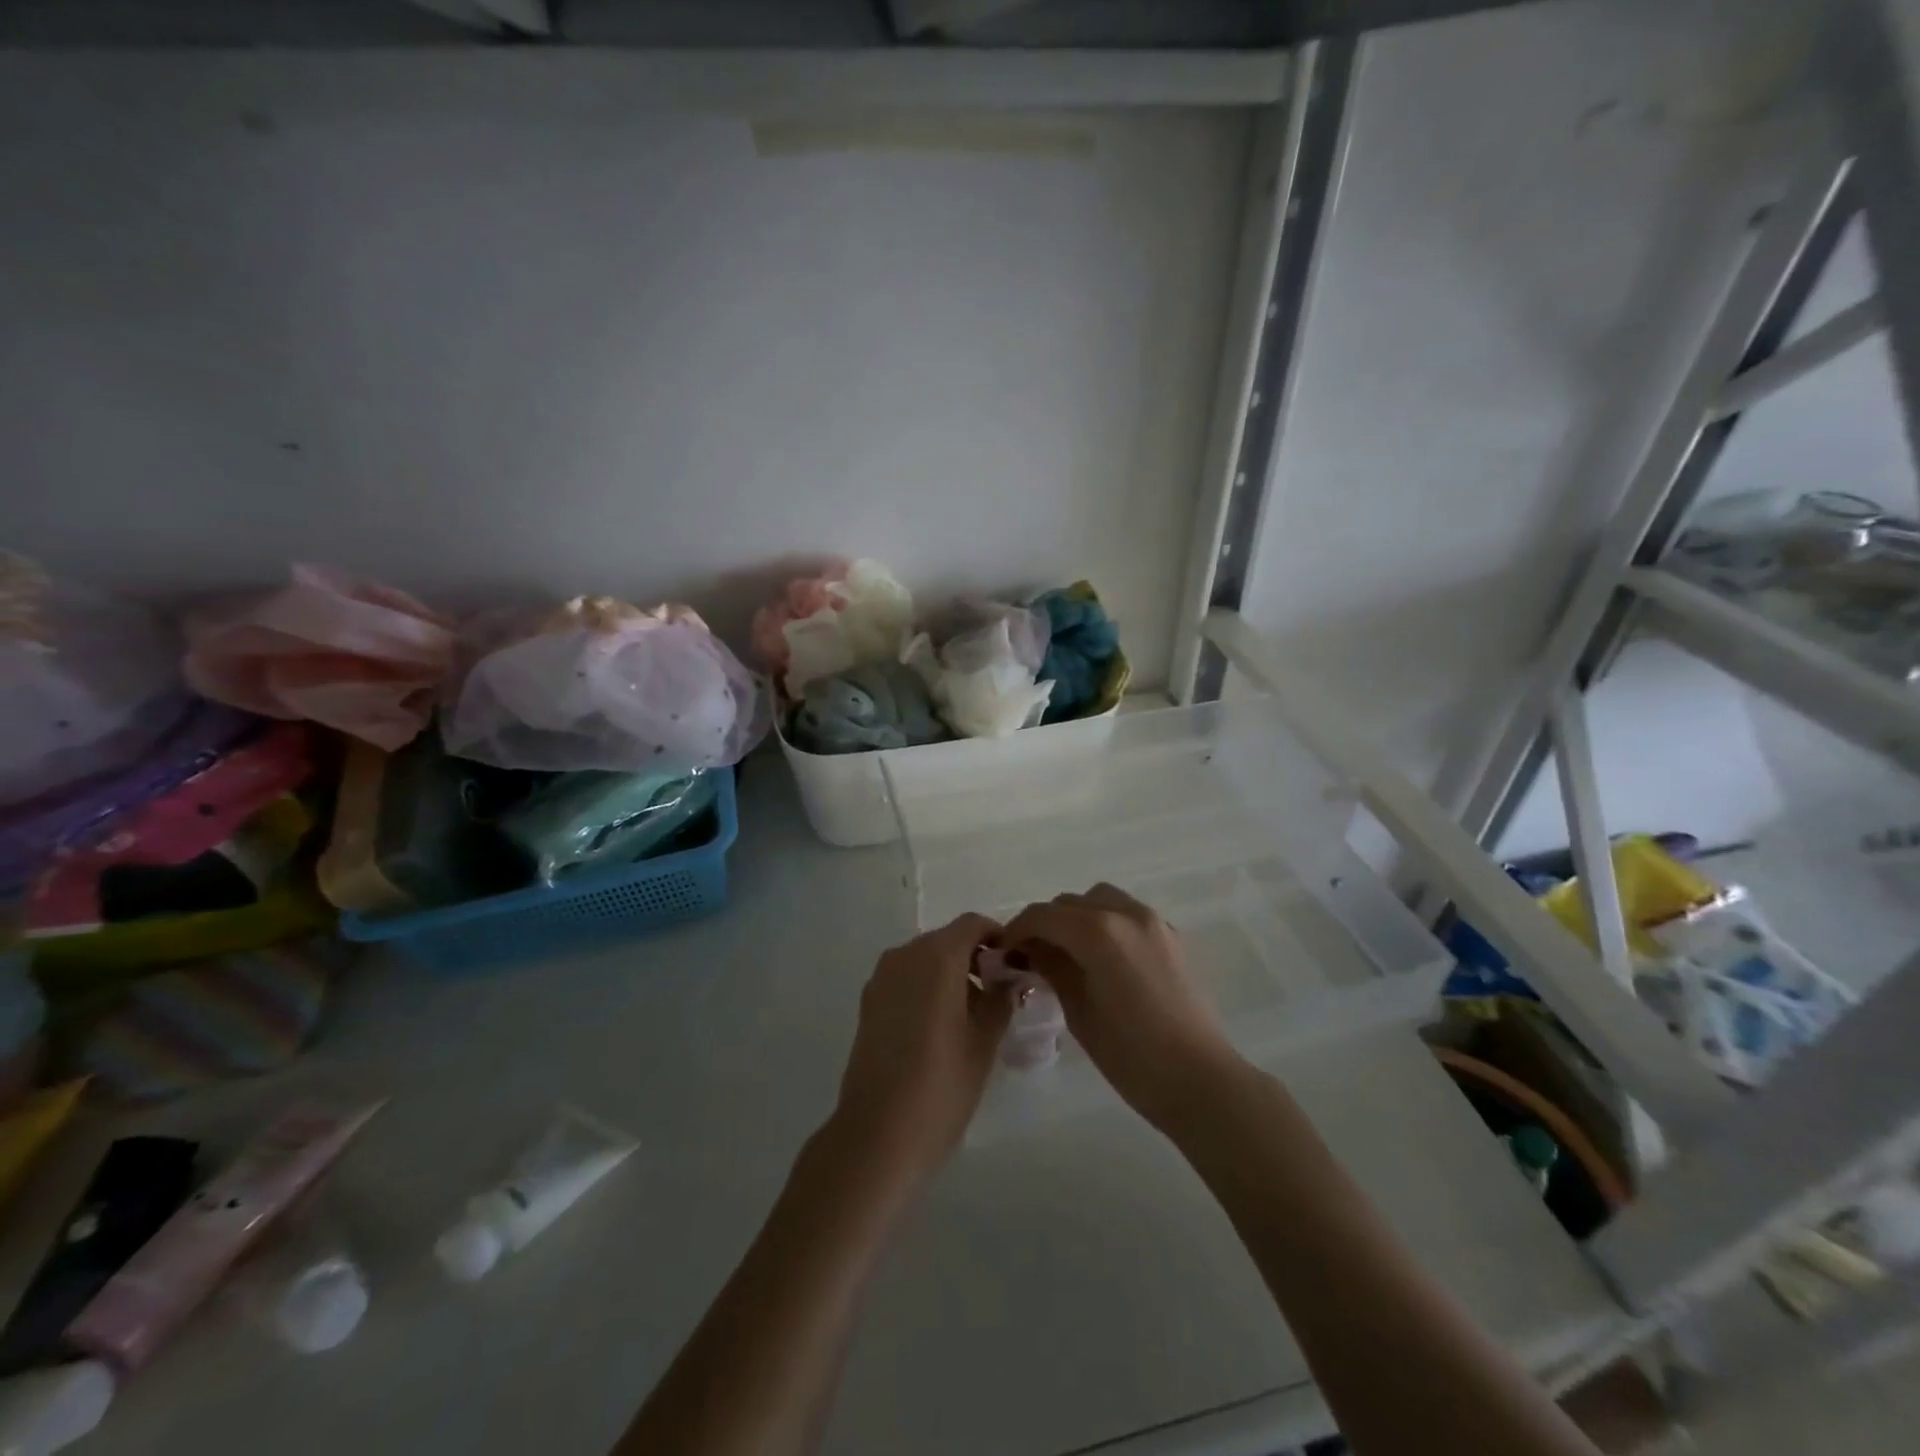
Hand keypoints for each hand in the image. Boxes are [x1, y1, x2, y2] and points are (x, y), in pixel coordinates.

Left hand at [828, 912, 1012, 1189]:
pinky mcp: (868, 1002)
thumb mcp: (984, 1040)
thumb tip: (1008, 979)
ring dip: (950, 973)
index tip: (1015, 964)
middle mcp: (905, 955)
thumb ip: (1000, 998)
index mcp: (936, 957)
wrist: (878, 1133)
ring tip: (972, 1014)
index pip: (972, 924)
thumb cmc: (942, 1084)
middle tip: (999, 992)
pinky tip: (940, 1026)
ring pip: (924, 960)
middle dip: (975, 957)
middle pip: (947, 940)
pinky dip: (927, 987)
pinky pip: (905, 979)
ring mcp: (881, 978)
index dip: (997, 936)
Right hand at [1002, 884, 1241, 1131]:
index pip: (1043, 915)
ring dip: (1076, 917)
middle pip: (1070, 902)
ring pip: (1100, 900)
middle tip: (1031, 956)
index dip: (1017, 930)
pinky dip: (1106, 923)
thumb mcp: (1078, 1011)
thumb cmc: (1130, 1054)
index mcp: (1098, 931)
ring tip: (1067, 953)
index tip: (1003, 952)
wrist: (1199, 1079)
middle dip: (1046, 923)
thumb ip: (1051, 968)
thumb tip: (1028, 949)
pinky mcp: (1171, 936)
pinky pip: (1126, 914)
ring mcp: (1153, 921)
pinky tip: (1102, 958)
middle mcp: (1126, 913)